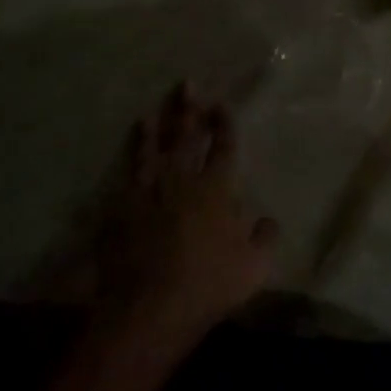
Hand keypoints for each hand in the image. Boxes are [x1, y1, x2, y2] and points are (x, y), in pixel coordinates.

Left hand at [98, 84, 277, 349]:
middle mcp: (183, 180)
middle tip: (187, 84)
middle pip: (187, 137)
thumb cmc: (209, 284)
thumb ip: (264, 238)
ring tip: (156, 109)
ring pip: (153, 150)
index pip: (223, 147)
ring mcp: (149, 192)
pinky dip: (131, 155)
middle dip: (189, 109)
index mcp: (217, 189)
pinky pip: (128, 173)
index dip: (224, 124)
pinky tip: (130, 148)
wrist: (150, 306)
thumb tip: (268, 220)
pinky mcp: (123, 209)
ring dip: (156, 127)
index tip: (221, 104)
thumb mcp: (253, 266)